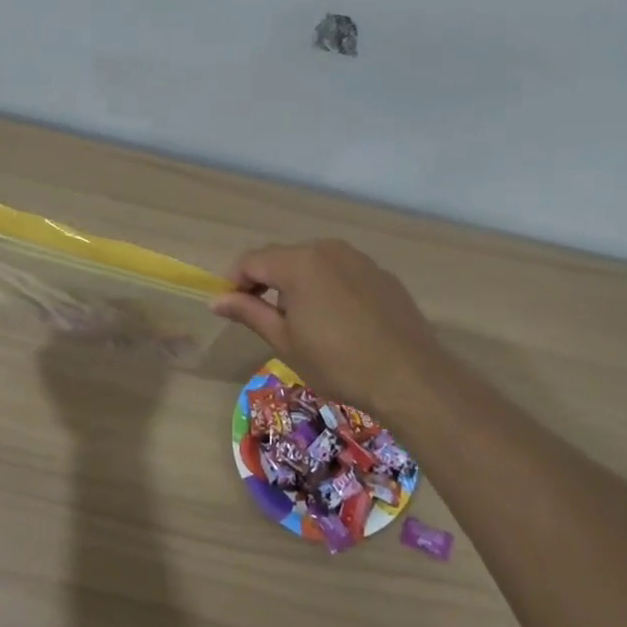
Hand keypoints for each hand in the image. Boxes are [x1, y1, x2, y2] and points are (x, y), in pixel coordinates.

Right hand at [211, 239, 449, 412]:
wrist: (409, 377)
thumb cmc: (338, 362)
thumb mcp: (285, 341)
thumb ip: (249, 312)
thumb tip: (216, 300)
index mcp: (299, 263)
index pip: (252, 260)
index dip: (234, 281)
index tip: (229, 307)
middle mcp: (328, 249)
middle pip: (283, 258)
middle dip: (267, 282)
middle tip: (266, 319)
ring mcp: (358, 259)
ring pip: (314, 264)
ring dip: (298, 284)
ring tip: (304, 324)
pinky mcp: (381, 274)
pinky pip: (342, 273)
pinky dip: (328, 289)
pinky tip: (339, 323)